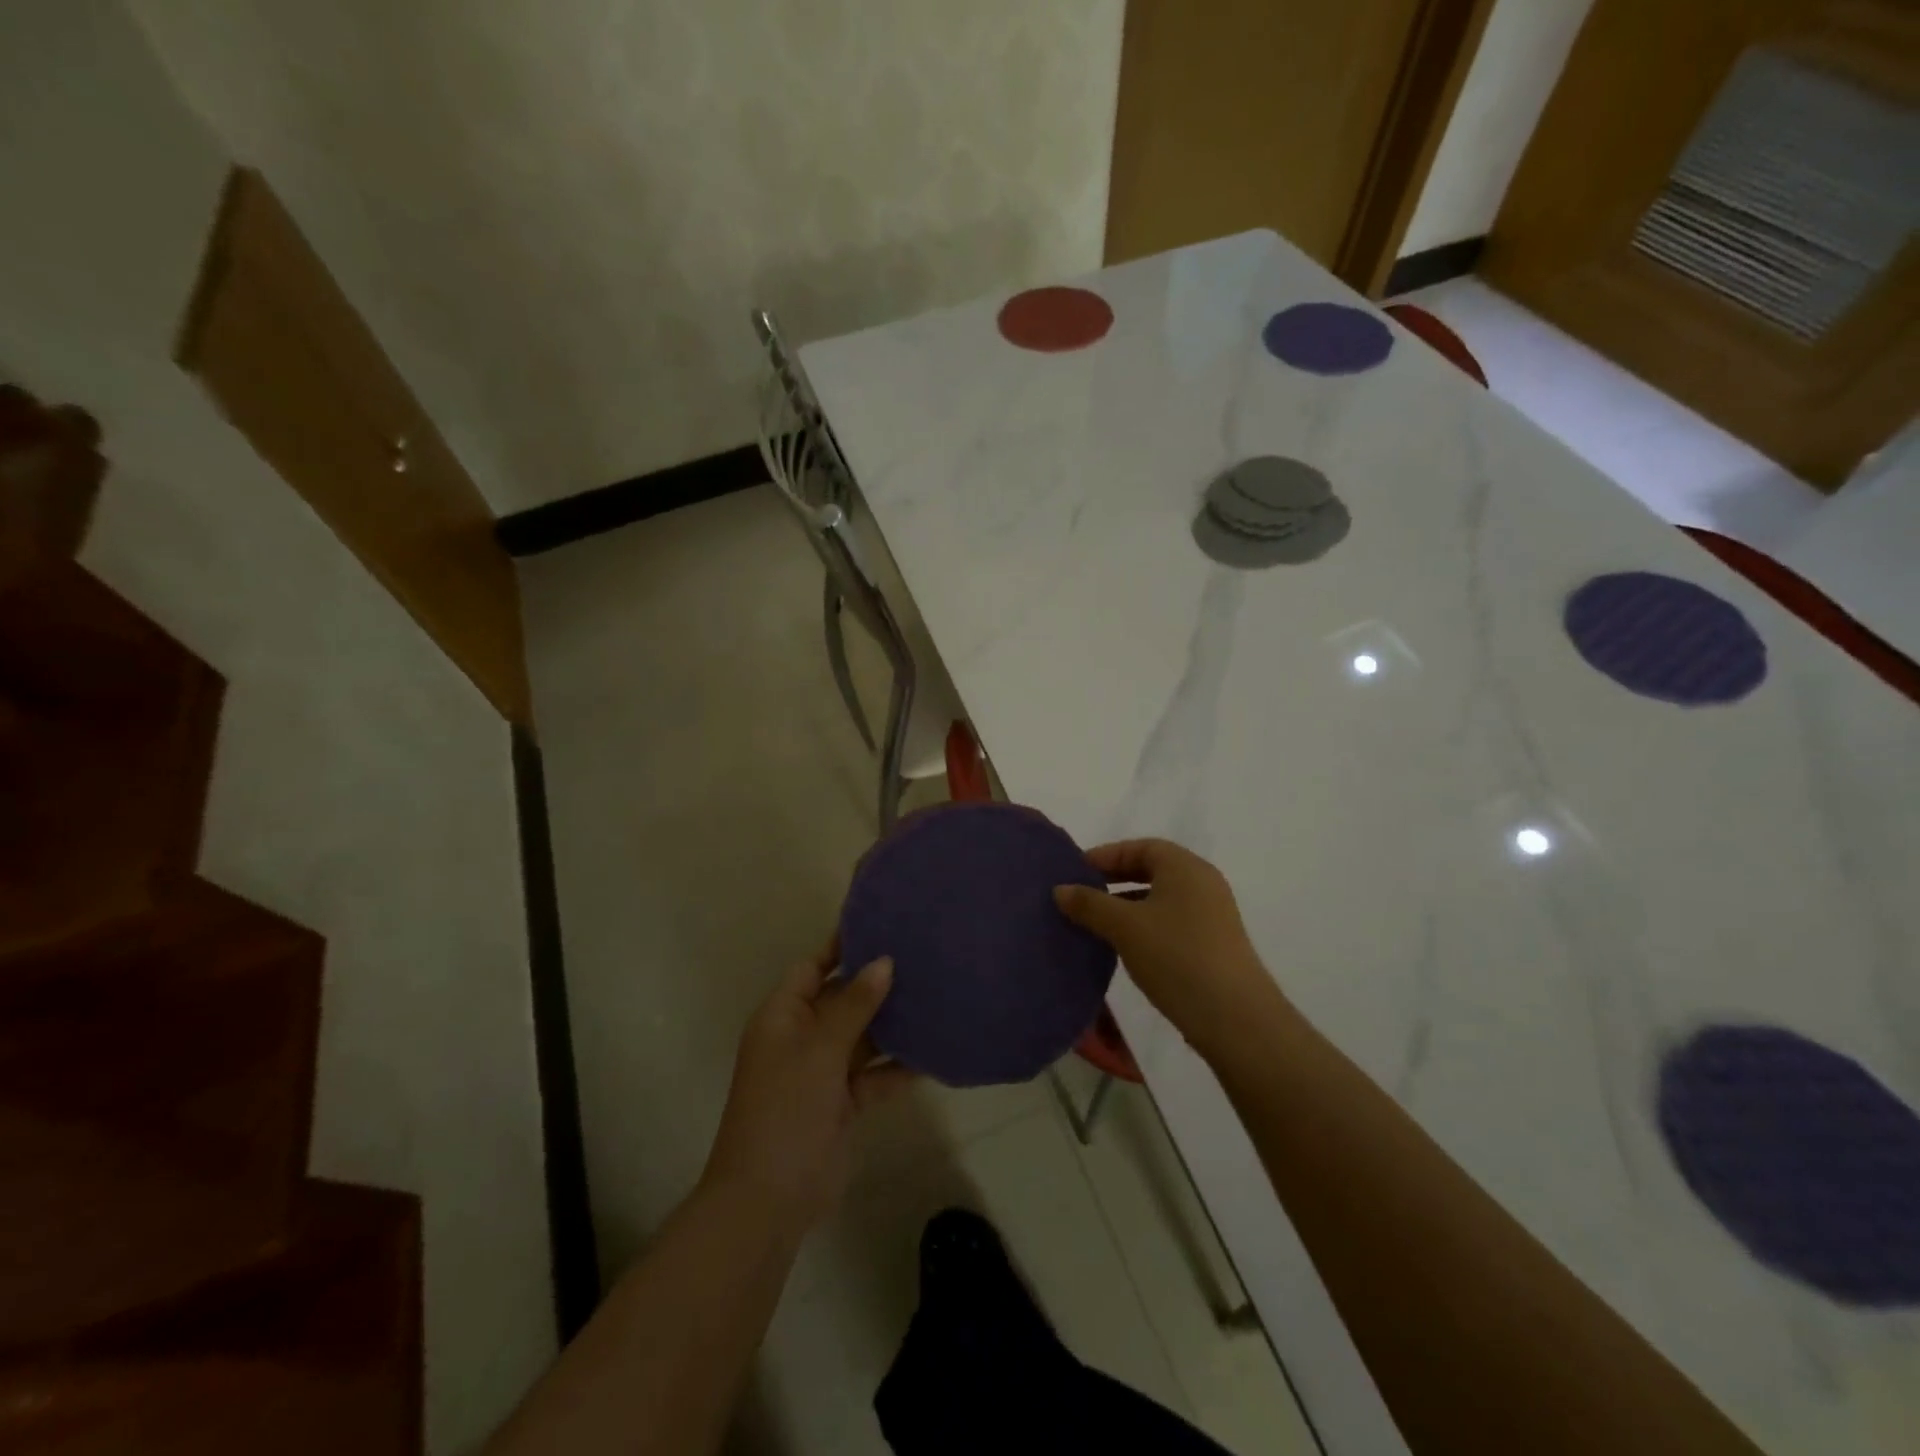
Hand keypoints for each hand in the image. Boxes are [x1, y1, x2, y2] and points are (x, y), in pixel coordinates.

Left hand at [701, 940, 912, 1228]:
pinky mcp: (843, 1103)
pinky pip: (874, 1075)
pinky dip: (898, 1067)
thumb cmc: (785, 1109)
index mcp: (783, 1016)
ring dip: (892, 1024)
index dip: (843, 947)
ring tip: (935, 995)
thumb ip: (854, 1005)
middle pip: (841, 999)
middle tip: (922, 957)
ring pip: (862, 1037)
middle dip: (876, 983)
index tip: (883, 926)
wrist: (769, 1200)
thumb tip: (884, 961)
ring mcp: (822, 1072)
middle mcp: (801, 1037)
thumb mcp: (819, 1049)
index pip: (813, 967)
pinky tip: (933, 1052)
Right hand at [1054, 839, 1280, 1056]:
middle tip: (1081, 895)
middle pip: (1151, 870)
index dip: (1106, 855)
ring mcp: (1212, 915)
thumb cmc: (1176, 956)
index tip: (1075, 872)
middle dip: (1114, 880)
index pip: (1140, 847)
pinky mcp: (1213, 944)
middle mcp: (1202, 883)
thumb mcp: (1124, 926)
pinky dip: (1144, 925)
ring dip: (1127, 905)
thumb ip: (1089, 904)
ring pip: (1160, 898)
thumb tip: (1059, 890)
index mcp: (1185, 867)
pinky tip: (1124, 947)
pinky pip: (1171, 921)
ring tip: (1095, 923)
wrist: (1234, 1018)